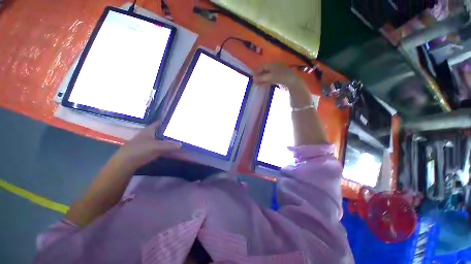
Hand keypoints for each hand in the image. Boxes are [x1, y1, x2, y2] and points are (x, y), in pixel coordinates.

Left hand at [114, 121, 180, 168]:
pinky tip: (165, 148)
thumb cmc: (141, 150)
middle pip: (158, 131)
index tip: (173, 121)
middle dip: (166, 131)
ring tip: (173, 139)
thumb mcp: (157, 147)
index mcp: (148, 130)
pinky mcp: (142, 149)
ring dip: (164, 139)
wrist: (125, 162)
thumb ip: (169, 145)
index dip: (164, 121)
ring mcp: (143, 142)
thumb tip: (180, 144)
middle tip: (176, 131)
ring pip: (156, 138)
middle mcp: (146, 134)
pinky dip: (160, 146)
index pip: (158, 123)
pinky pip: (155, 145)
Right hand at [255, 63, 303, 88]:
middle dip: (259, 76)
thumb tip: (253, 78)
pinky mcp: (278, 77)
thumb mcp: (269, 77)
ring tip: (258, 84)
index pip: (261, 66)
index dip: (256, 72)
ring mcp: (276, 71)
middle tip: (255, 82)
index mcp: (271, 64)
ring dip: (262, 79)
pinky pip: (270, 78)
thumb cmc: (280, 77)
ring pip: (267, 75)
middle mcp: (273, 66)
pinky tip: (263, 84)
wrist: (292, 81)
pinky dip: (266, 81)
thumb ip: (261, 78)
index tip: (252, 77)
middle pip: (264, 70)